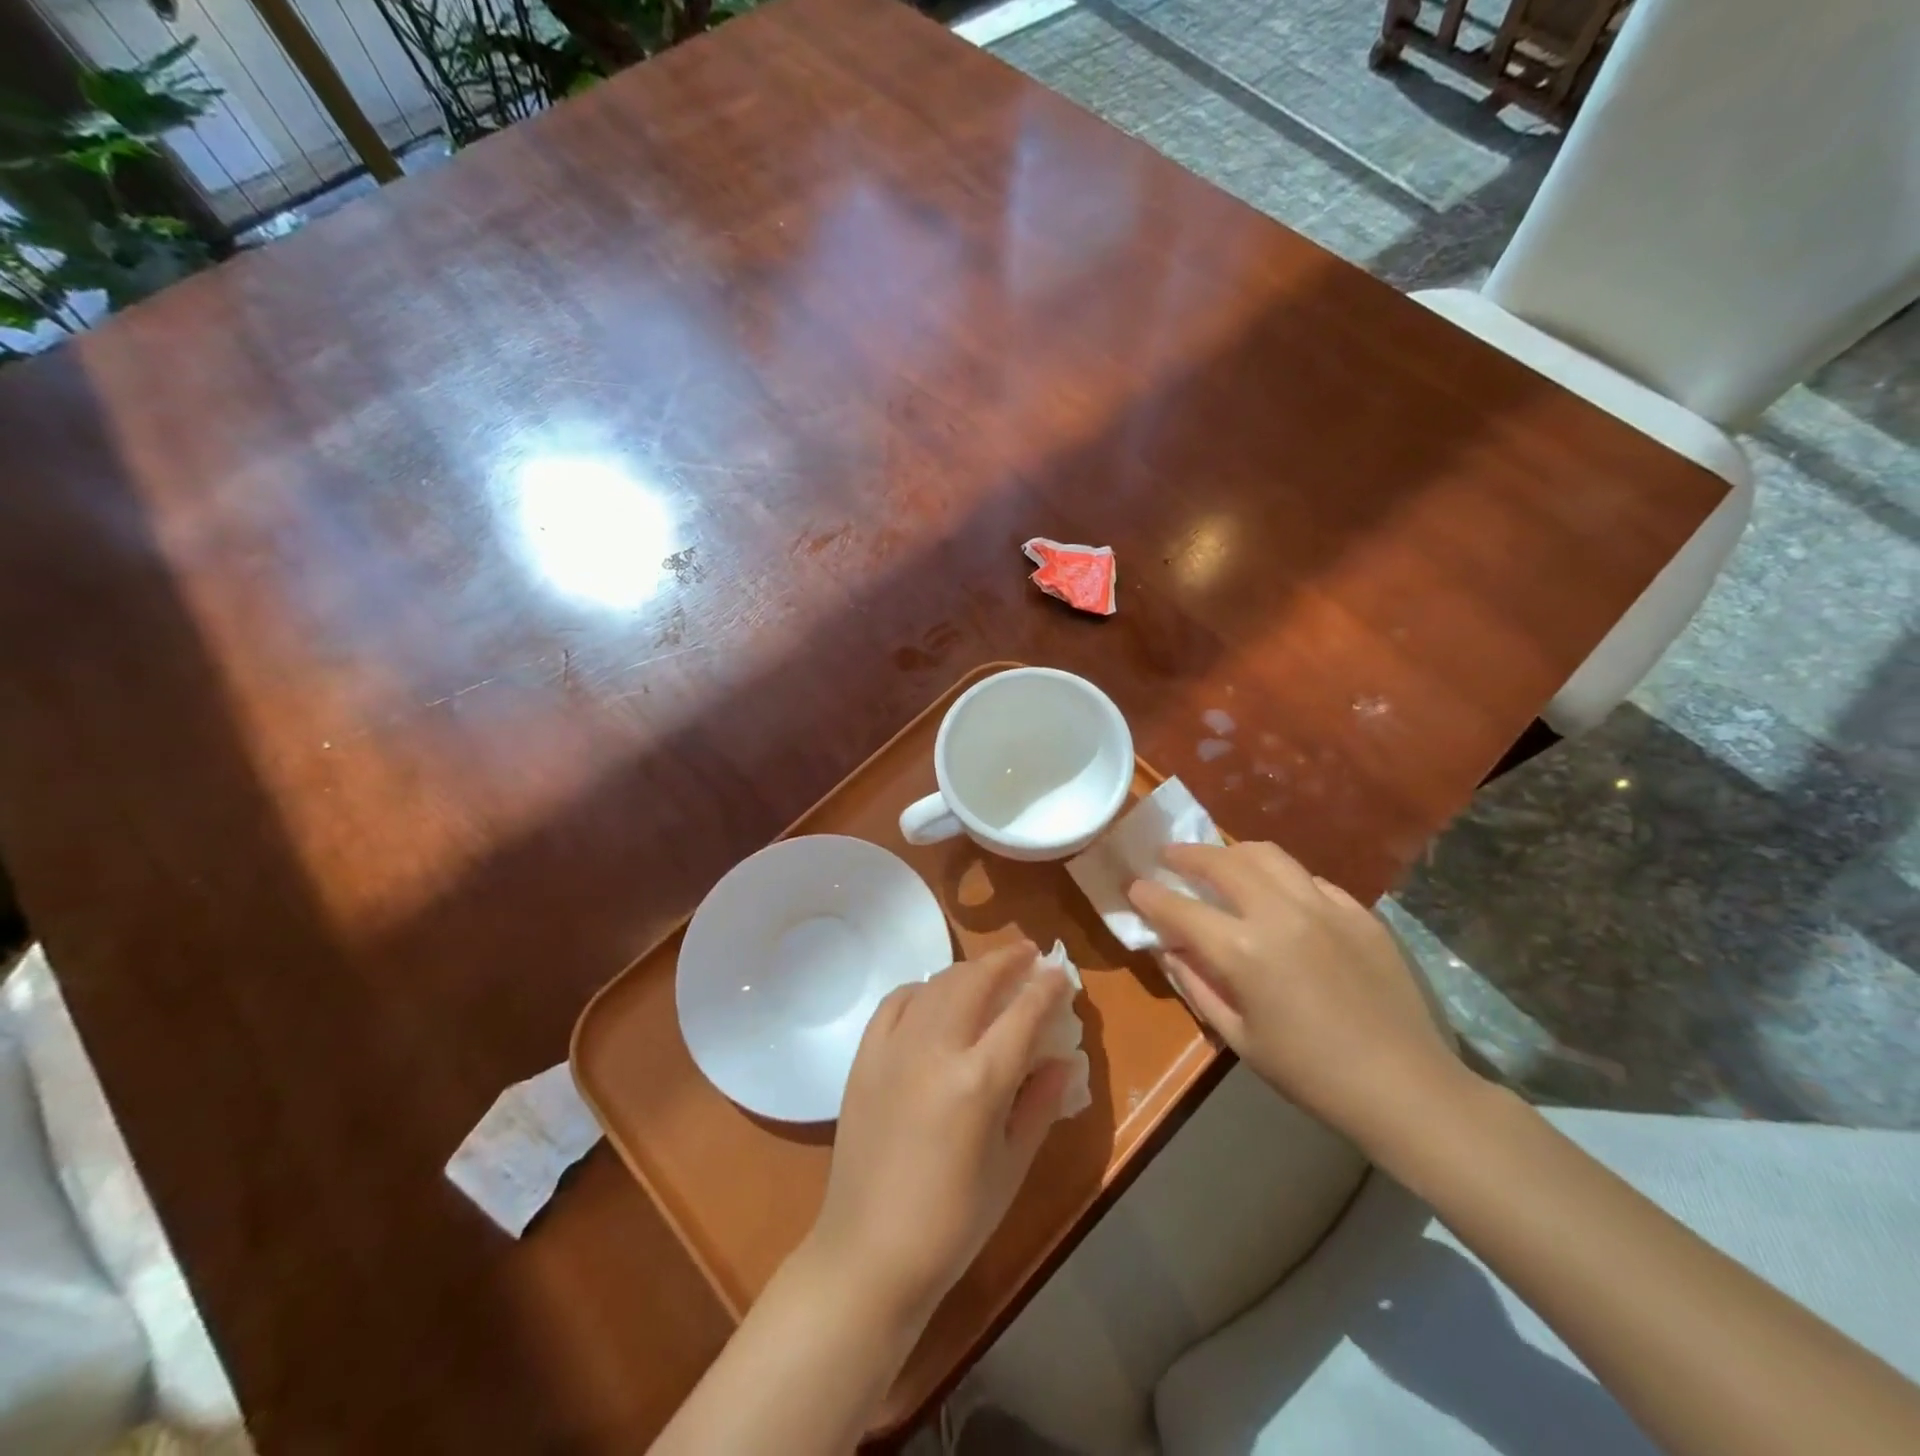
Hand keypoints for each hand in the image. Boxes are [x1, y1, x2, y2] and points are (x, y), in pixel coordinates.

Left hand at [805, 941, 1073, 1325]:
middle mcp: (935, 1050)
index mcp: (979, 1082)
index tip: (1061, 973)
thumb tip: (1062, 1059)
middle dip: (1006, 960)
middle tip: (1027, 953)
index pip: (1023, 1013)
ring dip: (968, 970)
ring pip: (936, 984)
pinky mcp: (865, 1056)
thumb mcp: (1012, 1167)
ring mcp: (894, 1048)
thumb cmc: (953, 1222)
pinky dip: (920, 989)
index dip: (1047, 987)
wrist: (868, 1252)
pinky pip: (896, 1002)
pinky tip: (933, 996)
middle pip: (976, 981)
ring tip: (988, 971)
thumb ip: (1040, 1105)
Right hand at [1128, 842, 1462, 1149]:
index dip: (1150, 895)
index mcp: (1243, 951)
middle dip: (1186, 855)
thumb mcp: (1238, 1037)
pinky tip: (1278, 894)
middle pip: (1221, 862)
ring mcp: (1323, 906)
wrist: (1405, 1087)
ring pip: (1267, 855)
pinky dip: (1281, 877)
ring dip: (1232, 852)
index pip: (1179, 908)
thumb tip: (1169, 947)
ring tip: (1219, 861)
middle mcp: (1279, 914)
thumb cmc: (1310, 1074)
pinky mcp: (1357, 911)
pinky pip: (1309, 878)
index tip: (1134, 885)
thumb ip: (1196, 984)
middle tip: (1169, 856)